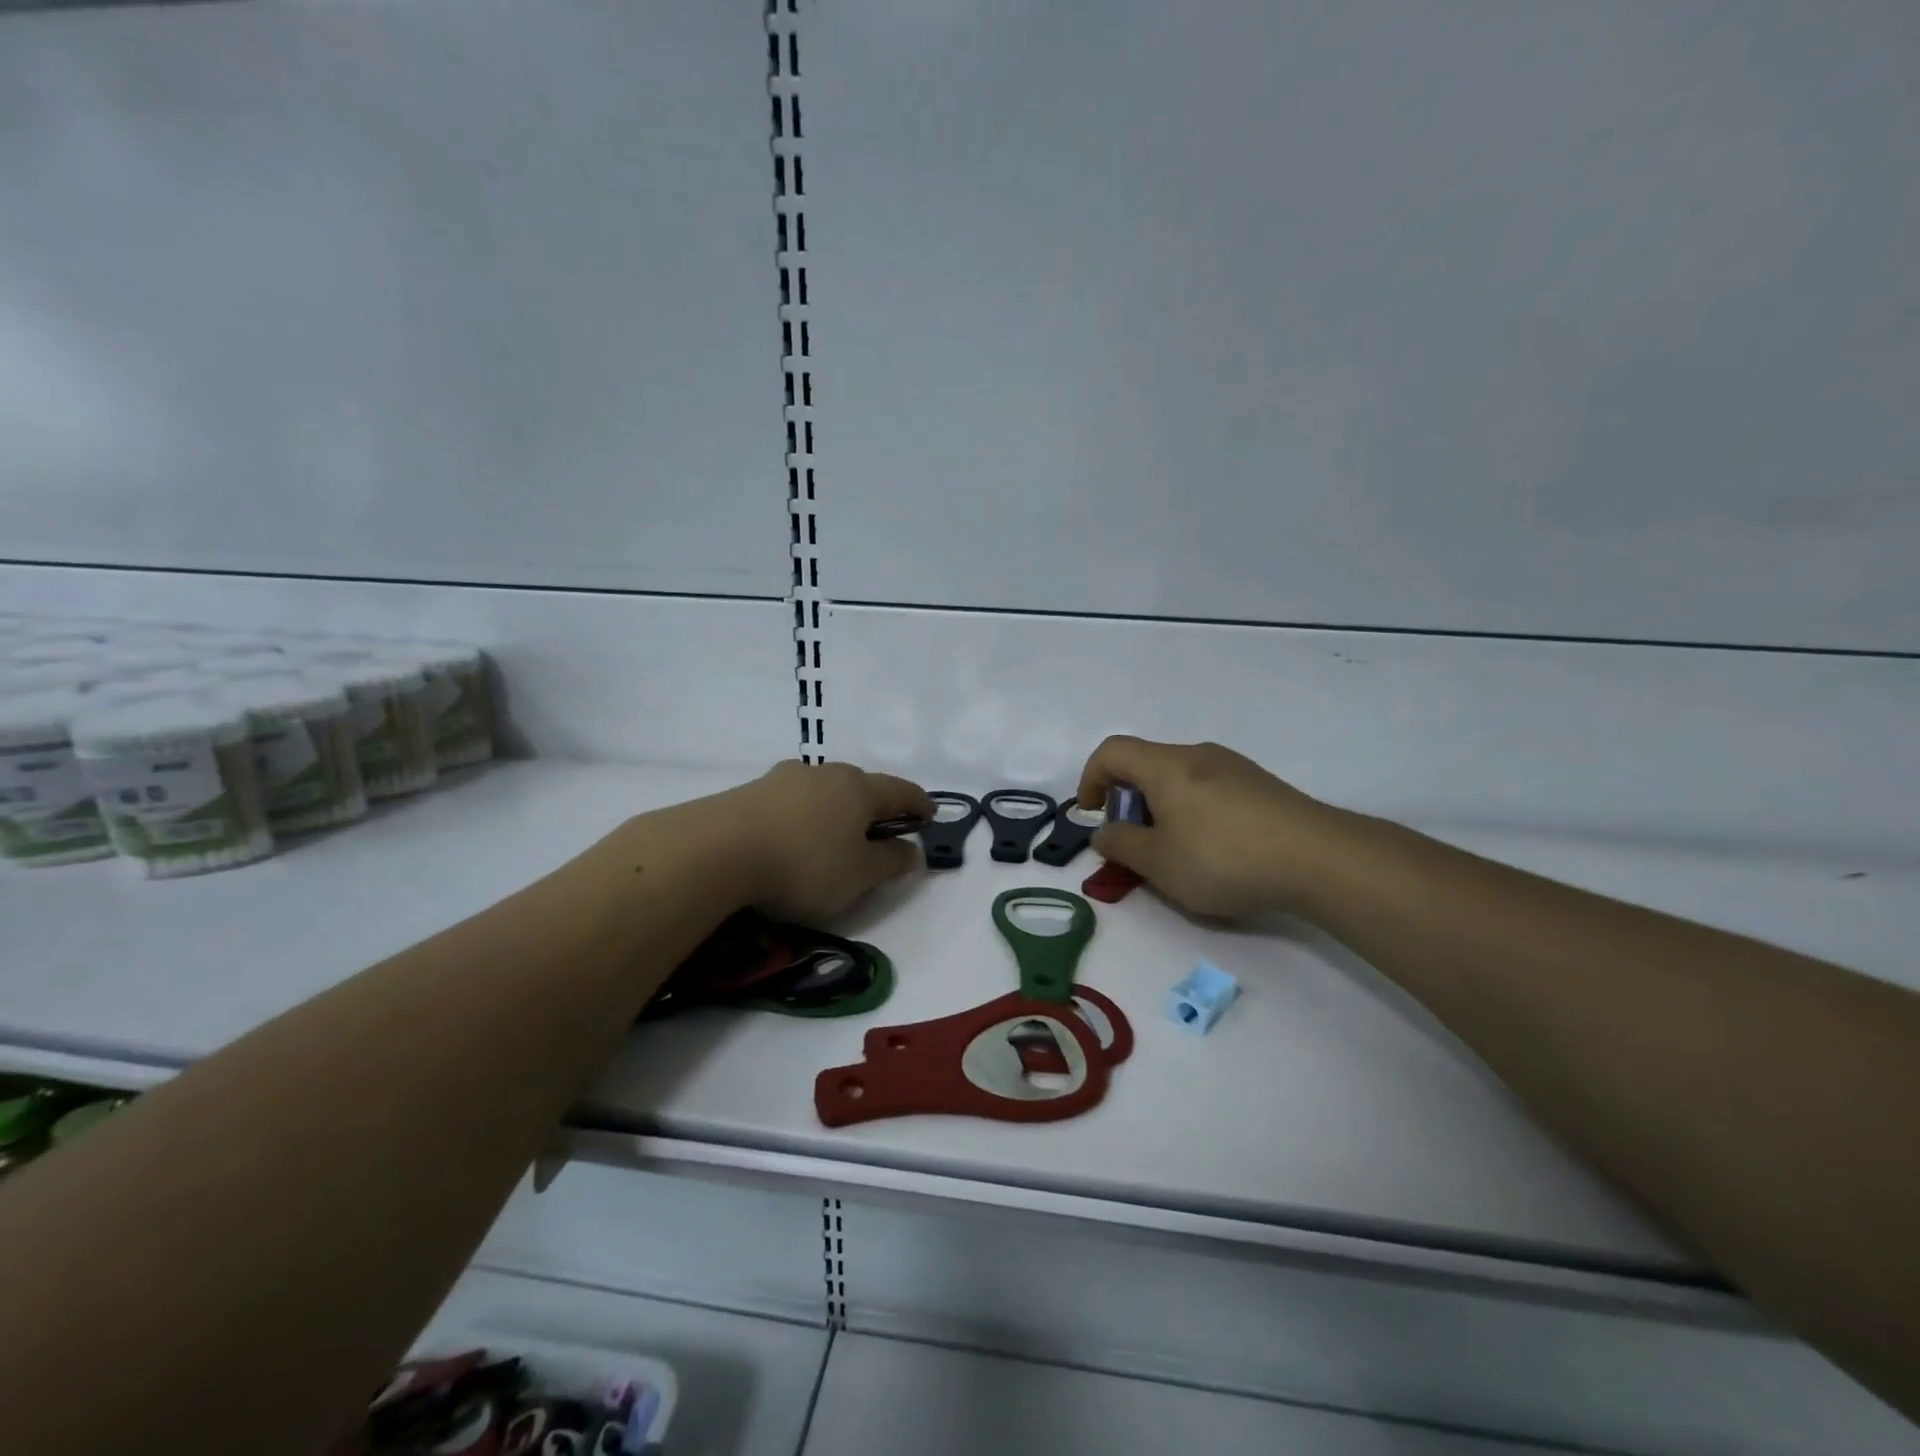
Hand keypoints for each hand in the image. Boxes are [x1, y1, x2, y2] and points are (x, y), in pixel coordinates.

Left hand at [727, 760, 934, 922]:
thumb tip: (912, 850)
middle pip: (861, 786)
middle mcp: (825, 773)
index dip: (918, 803)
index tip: (929, 814)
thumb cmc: (804, 864)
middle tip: (882, 827)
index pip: (900, 791)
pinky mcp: (751, 791)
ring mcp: (785, 778)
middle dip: (875, 805)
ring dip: (836, 809)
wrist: (716, 850)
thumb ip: (890, 863)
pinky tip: (794, 836)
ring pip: (823, 790)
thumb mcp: (858, 876)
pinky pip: (792, 801)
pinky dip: (804, 816)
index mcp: (859, 788)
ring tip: (835, 833)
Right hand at [1075, 736, 1359, 919]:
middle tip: (1134, 842)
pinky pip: (1209, 788)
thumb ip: (1121, 845)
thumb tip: (1103, 831)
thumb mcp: (1159, 863)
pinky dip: (1192, 810)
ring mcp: (1234, 767)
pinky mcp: (1260, 785)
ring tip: (1174, 851)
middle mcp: (1197, 755)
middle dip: (1127, 800)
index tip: (1091, 815)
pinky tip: (1215, 850)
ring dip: (1161, 807)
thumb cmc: (1224, 858)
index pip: (1111, 751)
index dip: (1090, 779)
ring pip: (1179, 777)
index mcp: (1165, 766)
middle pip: (1146, 764)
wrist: (1319, 858)